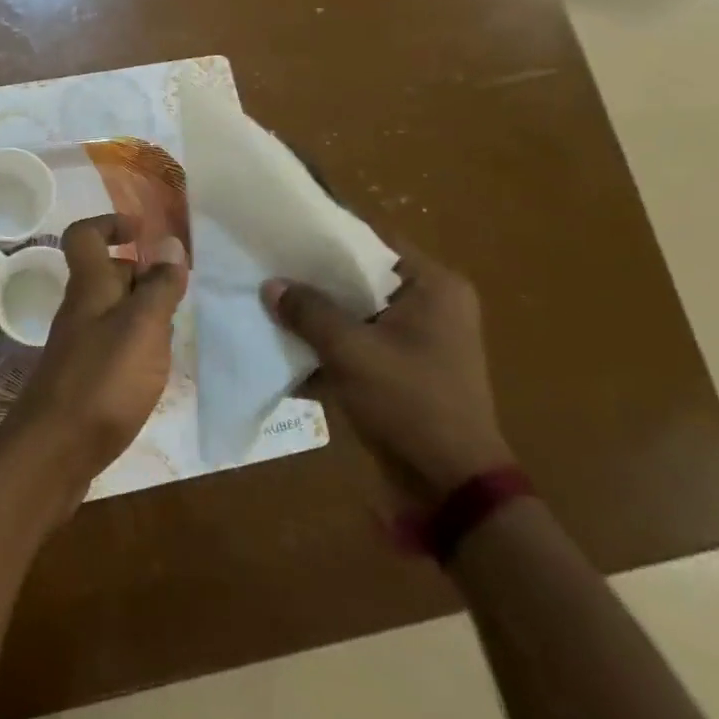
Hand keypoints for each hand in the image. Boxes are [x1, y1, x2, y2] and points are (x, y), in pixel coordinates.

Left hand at [0, 215, 188, 514]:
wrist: (54, 451)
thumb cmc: (102, 380)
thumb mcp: (142, 327)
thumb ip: (159, 286)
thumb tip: (171, 243)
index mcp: (90, 285)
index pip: (85, 235)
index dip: (111, 223)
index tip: (146, 232)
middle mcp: (81, 308)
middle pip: (106, 272)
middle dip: (143, 271)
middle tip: (180, 288)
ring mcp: (80, 343)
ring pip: (114, 309)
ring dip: (145, 310)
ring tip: (178, 327)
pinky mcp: (85, 376)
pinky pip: (114, 342)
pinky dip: (138, 343)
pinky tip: (158, 364)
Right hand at [262, 243, 511, 515]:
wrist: (451, 487)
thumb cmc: (410, 403)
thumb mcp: (352, 352)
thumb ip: (309, 313)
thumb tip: (271, 285)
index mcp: (433, 287)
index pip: (372, 241)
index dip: (327, 234)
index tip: (283, 231)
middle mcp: (430, 305)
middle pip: (361, 278)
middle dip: (315, 279)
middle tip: (267, 267)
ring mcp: (417, 340)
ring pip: (356, 313)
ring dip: (318, 316)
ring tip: (268, 304)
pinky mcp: (402, 370)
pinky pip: (359, 344)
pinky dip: (329, 347)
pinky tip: (287, 351)